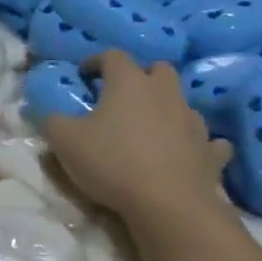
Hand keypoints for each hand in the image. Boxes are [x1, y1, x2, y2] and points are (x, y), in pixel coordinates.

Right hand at [43, 51, 233, 223]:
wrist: (168, 204)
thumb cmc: (112, 162)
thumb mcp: (65, 141)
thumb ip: (53, 121)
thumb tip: (51, 113)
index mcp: (129, 82)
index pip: (113, 56)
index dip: (96, 61)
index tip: (84, 74)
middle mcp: (165, 93)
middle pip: (158, 70)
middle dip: (142, 77)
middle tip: (123, 96)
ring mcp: (193, 121)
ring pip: (183, 103)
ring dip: (168, 109)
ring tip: (151, 127)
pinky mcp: (211, 151)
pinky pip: (208, 141)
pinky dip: (196, 143)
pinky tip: (187, 152)